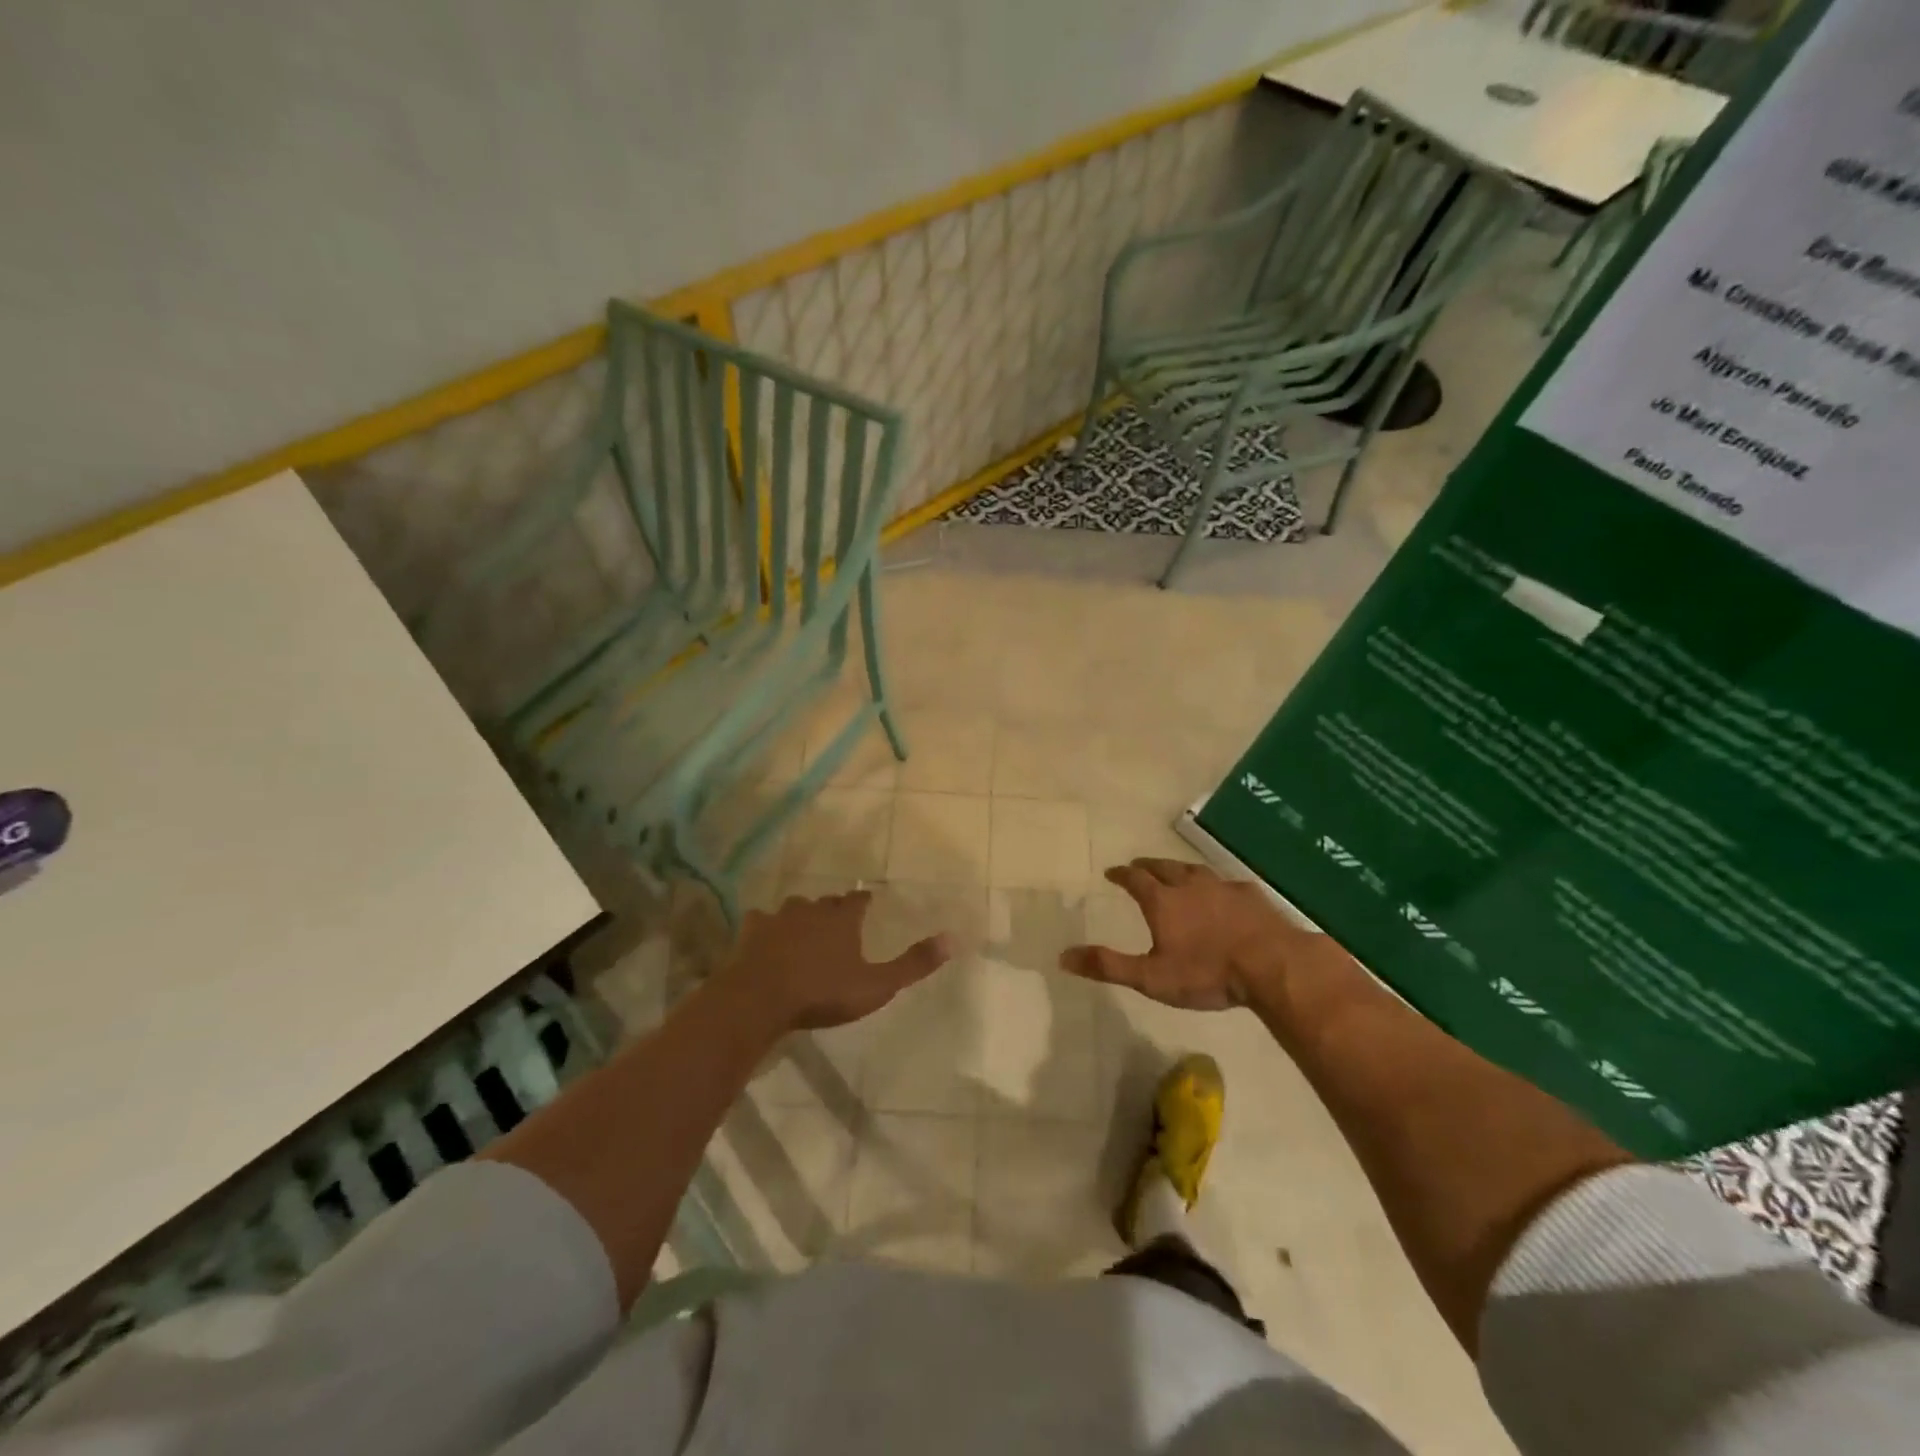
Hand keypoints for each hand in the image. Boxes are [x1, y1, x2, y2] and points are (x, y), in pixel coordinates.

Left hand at [720, 891, 951, 1030]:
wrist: (760, 1000)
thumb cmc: (822, 992)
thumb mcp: (876, 985)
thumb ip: (913, 964)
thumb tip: (953, 938)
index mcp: (842, 918)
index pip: (858, 901)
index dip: (864, 903)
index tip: (868, 905)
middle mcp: (811, 909)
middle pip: (826, 902)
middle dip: (833, 909)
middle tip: (837, 922)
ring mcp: (778, 918)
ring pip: (793, 909)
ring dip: (800, 917)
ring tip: (803, 930)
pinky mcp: (750, 932)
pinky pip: (760, 922)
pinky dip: (765, 928)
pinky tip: (764, 939)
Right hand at [1060, 858, 1323, 1009]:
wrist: (1272, 965)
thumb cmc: (1206, 973)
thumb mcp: (1150, 978)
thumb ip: (1108, 966)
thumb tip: (1063, 956)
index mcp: (1163, 901)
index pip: (1135, 879)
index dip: (1122, 874)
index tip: (1112, 872)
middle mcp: (1190, 886)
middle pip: (1164, 867)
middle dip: (1148, 865)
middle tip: (1139, 864)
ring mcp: (1223, 887)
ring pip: (1195, 870)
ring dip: (1180, 869)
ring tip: (1176, 872)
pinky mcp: (1251, 896)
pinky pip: (1225, 883)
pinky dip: (1214, 885)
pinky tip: (1222, 892)